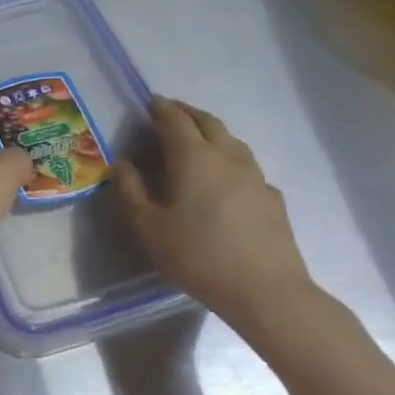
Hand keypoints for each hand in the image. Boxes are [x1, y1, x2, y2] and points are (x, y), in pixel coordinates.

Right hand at [113, 98, 324, 338]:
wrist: (266, 292)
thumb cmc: (198, 256)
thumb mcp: (148, 227)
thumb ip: (130, 191)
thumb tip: (123, 164)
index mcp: (193, 158)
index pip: (175, 120)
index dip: (160, 108)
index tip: (149, 102)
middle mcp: (227, 158)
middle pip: (208, 122)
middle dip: (187, 112)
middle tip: (170, 111)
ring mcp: (255, 177)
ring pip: (232, 141)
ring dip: (211, 131)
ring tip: (196, 138)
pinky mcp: (272, 198)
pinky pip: (247, 166)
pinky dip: (229, 158)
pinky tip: (224, 178)